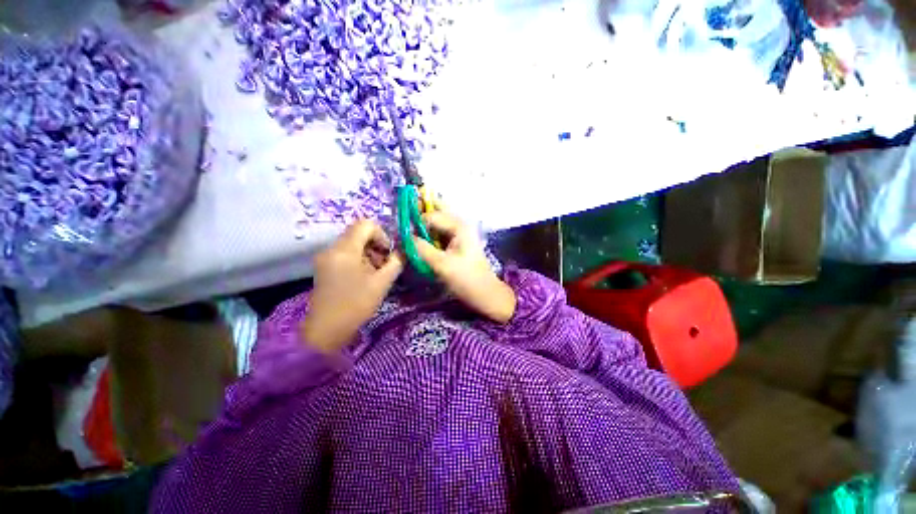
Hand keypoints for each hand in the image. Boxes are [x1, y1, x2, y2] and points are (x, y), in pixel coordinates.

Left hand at [301, 220, 402, 351]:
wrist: (327, 330)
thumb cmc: (356, 305)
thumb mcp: (382, 283)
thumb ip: (396, 263)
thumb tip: (404, 251)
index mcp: (345, 250)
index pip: (366, 224)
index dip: (382, 235)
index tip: (388, 253)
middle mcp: (332, 248)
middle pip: (358, 232)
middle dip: (376, 245)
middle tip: (384, 264)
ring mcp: (326, 257)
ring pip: (352, 242)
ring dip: (368, 252)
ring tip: (376, 272)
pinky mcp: (325, 266)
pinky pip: (345, 253)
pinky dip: (359, 258)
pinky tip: (364, 276)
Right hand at [414, 212, 516, 323]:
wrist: (486, 294)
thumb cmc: (466, 279)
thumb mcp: (442, 264)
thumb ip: (421, 249)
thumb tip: (403, 238)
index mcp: (459, 226)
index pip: (431, 216)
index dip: (415, 223)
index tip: (402, 235)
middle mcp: (460, 225)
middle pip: (437, 212)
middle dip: (420, 216)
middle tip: (405, 225)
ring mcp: (460, 234)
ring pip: (438, 223)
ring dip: (424, 227)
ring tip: (410, 236)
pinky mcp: (458, 244)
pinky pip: (441, 234)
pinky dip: (430, 237)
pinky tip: (421, 243)